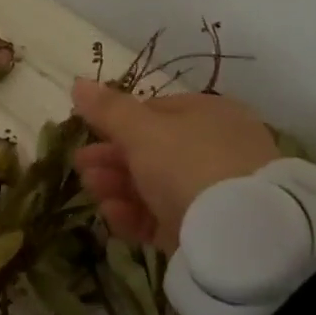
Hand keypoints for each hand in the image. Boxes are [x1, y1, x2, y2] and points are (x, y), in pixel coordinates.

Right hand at [70, 79, 282, 252]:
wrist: (237, 233)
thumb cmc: (189, 163)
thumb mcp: (142, 131)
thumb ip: (108, 110)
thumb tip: (78, 82)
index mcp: (208, 115)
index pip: (155, 111)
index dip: (118, 121)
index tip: (88, 131)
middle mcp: (213, 150)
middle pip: (150, 151)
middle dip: (110, 157)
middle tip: (80, 164)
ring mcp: (209, 192)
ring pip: (152, 185)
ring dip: (115, 184)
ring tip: (91, 188)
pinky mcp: (201, 229)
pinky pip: (161, 217)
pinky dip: (133, 214)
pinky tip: (111, 213)